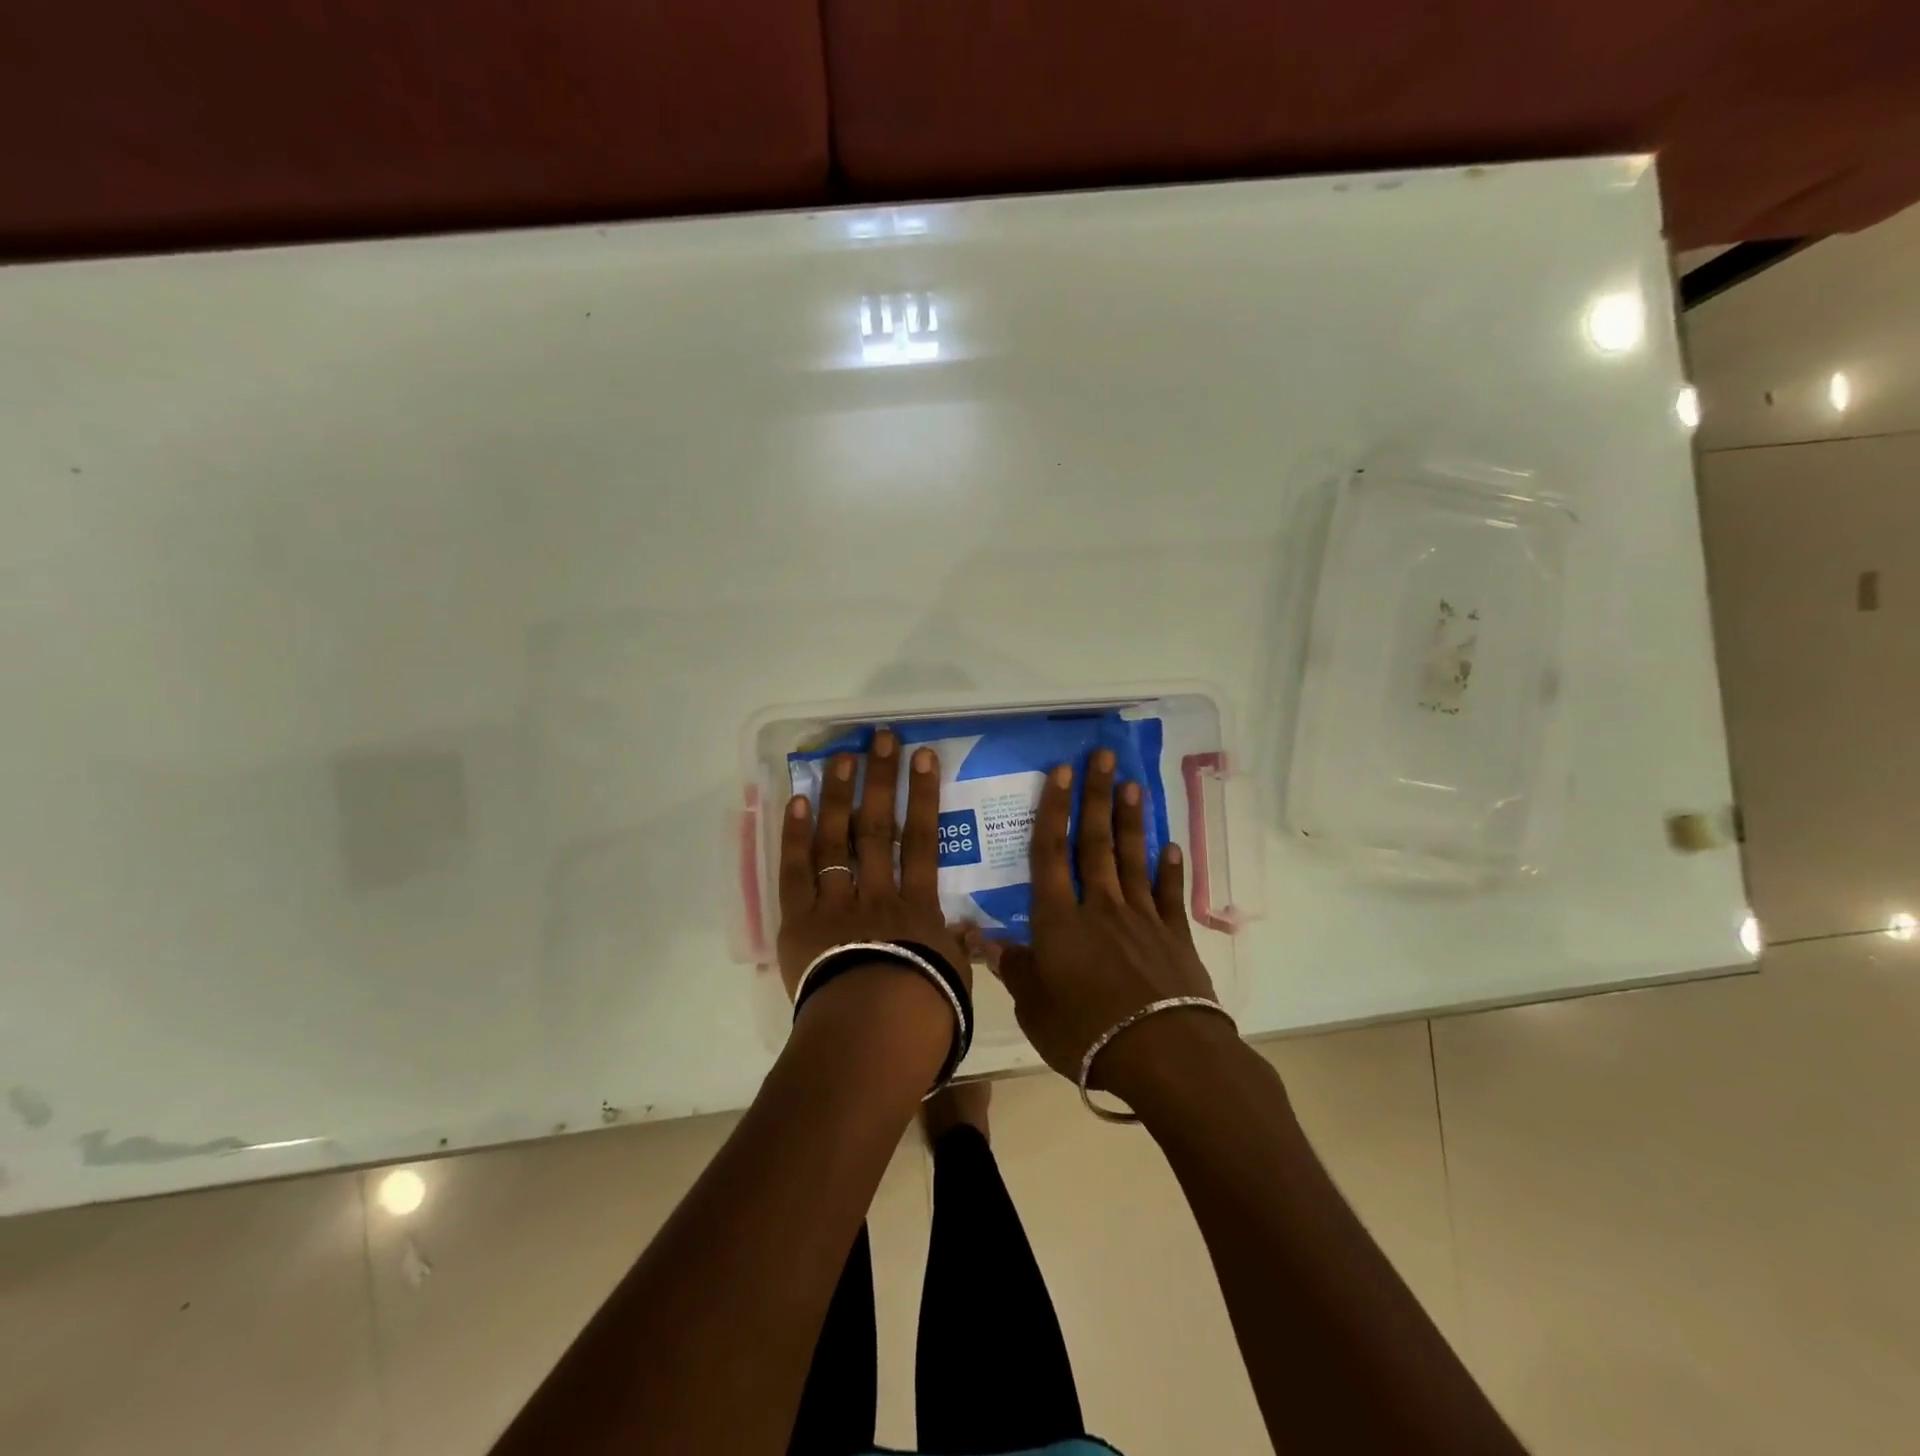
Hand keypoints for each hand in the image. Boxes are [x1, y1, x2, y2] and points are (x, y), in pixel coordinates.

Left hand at [776, 728, 971, 1002]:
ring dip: (839, 796)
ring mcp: (836, 905)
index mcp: (917, 908)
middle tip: (880, 739)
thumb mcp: (955, 980)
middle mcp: (877, 894)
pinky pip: (796, 872)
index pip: (922, 840)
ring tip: (841, 757)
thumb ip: (958, 949)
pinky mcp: (800, 922)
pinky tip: (799, 801)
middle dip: (881, 781)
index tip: (923, 757)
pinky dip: (796, 836)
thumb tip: (969, 931)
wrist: (873, 1039)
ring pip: (837, 841)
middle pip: (877, 829)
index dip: (923, 796)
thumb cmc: (923, 1015)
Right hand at [989, 748, 1218, 1086]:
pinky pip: (1169, 895)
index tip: (1059, 771)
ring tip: (1133, 784)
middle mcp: (1099, 907)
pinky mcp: (1174, 937)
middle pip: (1095, 843)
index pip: (1050, 854)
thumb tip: (980, 939)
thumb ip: (1013, 969)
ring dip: (1130, 820)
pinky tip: (1170, 847)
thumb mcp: (1035, 1009)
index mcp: (1059, 921)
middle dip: (1096, 796)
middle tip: (1103, 756)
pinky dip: (1169, 870)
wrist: (1163, 1056)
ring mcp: (1141, 918)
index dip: (1052, 810)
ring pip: (1131, 859)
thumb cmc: (1087, 1033)